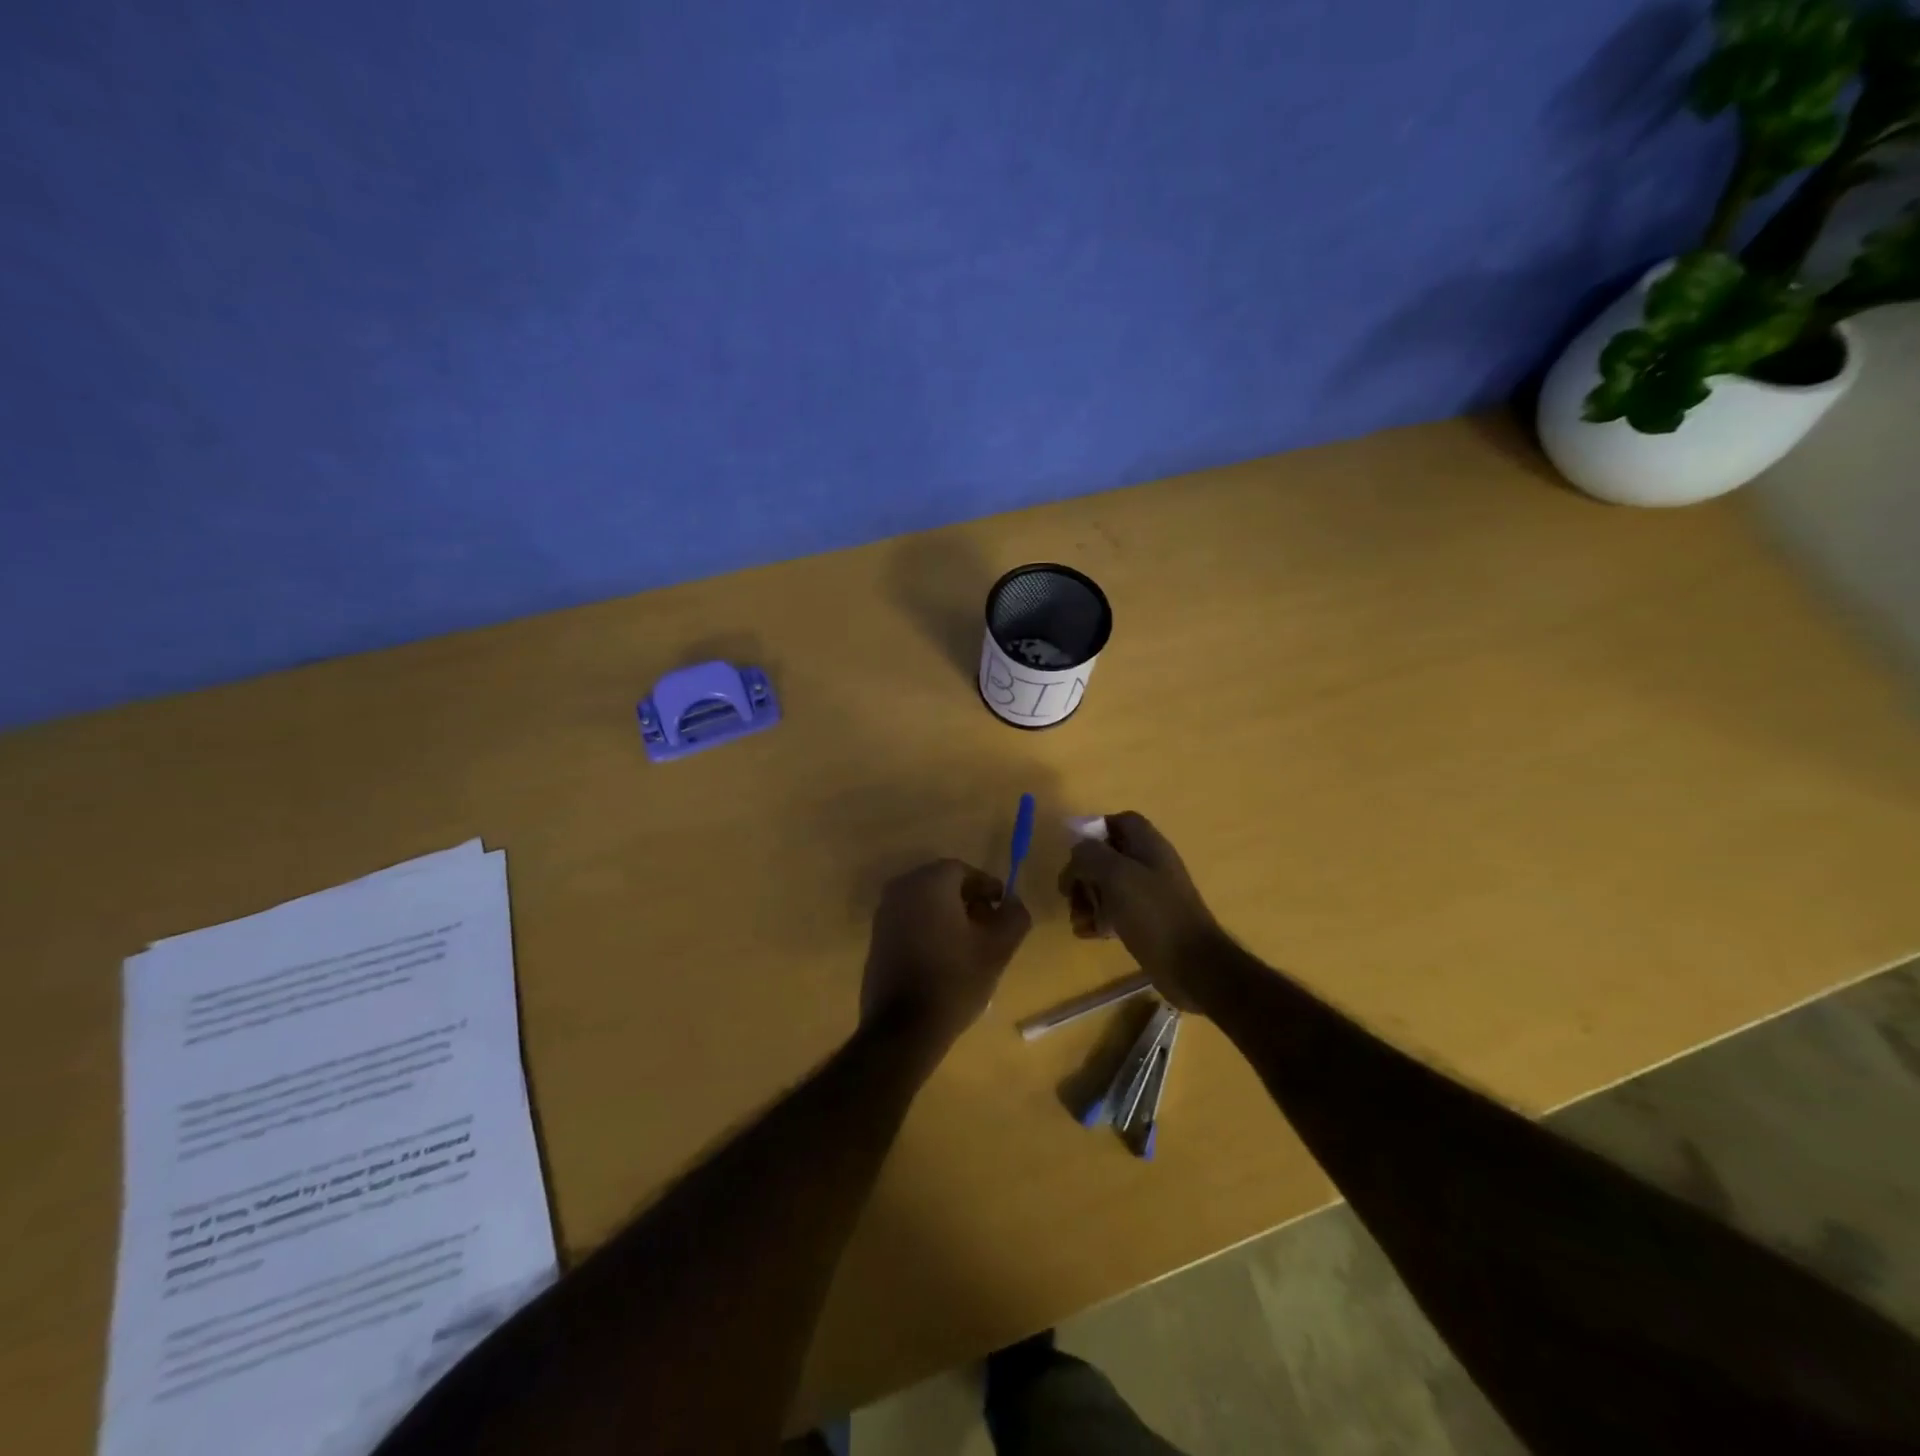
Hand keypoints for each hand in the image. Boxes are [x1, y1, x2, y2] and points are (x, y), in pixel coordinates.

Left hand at [861, 860, 1031, 1053]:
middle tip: (989, 928)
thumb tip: (1013, 901)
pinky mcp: (877, 936)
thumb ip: (1014, 916)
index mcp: (930, 882)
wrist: (902, 1027)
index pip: (965, 870)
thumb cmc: (954, 980)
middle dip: (969, 900)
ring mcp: (884, 912)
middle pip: (943, 883)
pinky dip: (930, 928)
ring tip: (970, 946)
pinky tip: (944, 957)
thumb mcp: (998, 949)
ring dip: (949, 915)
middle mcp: (902, 888)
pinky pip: (910, 919)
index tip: (1003, 910)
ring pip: (926, 902)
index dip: (988, 887)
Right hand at [1057, 812, 1225, 1008]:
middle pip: (1107, 856)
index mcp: (1148, 845)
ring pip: (1107, 886)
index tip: (1074, 855)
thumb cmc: (1154, 913)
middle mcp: (1149, 865)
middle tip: (1069, 894)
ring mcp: (1149, 895)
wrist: (1192, 966)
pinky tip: (1088, 934)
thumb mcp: (1116, 875)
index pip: (1119, 822)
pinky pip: (1115, 912)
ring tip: (1077, 920)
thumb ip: (1090, 855)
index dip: (1094, 831)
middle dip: (1083, 874)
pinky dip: (1098, 919)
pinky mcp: (1146, 921)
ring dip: (1086, 900)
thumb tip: (1077, 854)